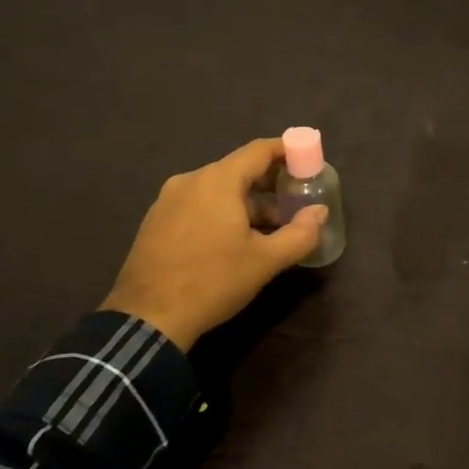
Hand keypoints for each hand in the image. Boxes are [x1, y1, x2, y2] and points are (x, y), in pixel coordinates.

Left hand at [101, 137, 327, 349]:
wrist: (148, 318)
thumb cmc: (212, 282)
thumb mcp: (265, 261)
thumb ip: (300, 234)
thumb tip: (320, 212)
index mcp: (218, 181)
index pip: (258, 150)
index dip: (286, 151)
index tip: (307, 161)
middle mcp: (190, 181)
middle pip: (237, 169)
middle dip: (269, 183)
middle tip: (294, 202)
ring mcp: (168, 200)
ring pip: (217, 189)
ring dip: (246, 202)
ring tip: (268, 228)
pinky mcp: (155, 220)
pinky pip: (197, 203)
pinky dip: (221, 211)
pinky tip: (232, 240)